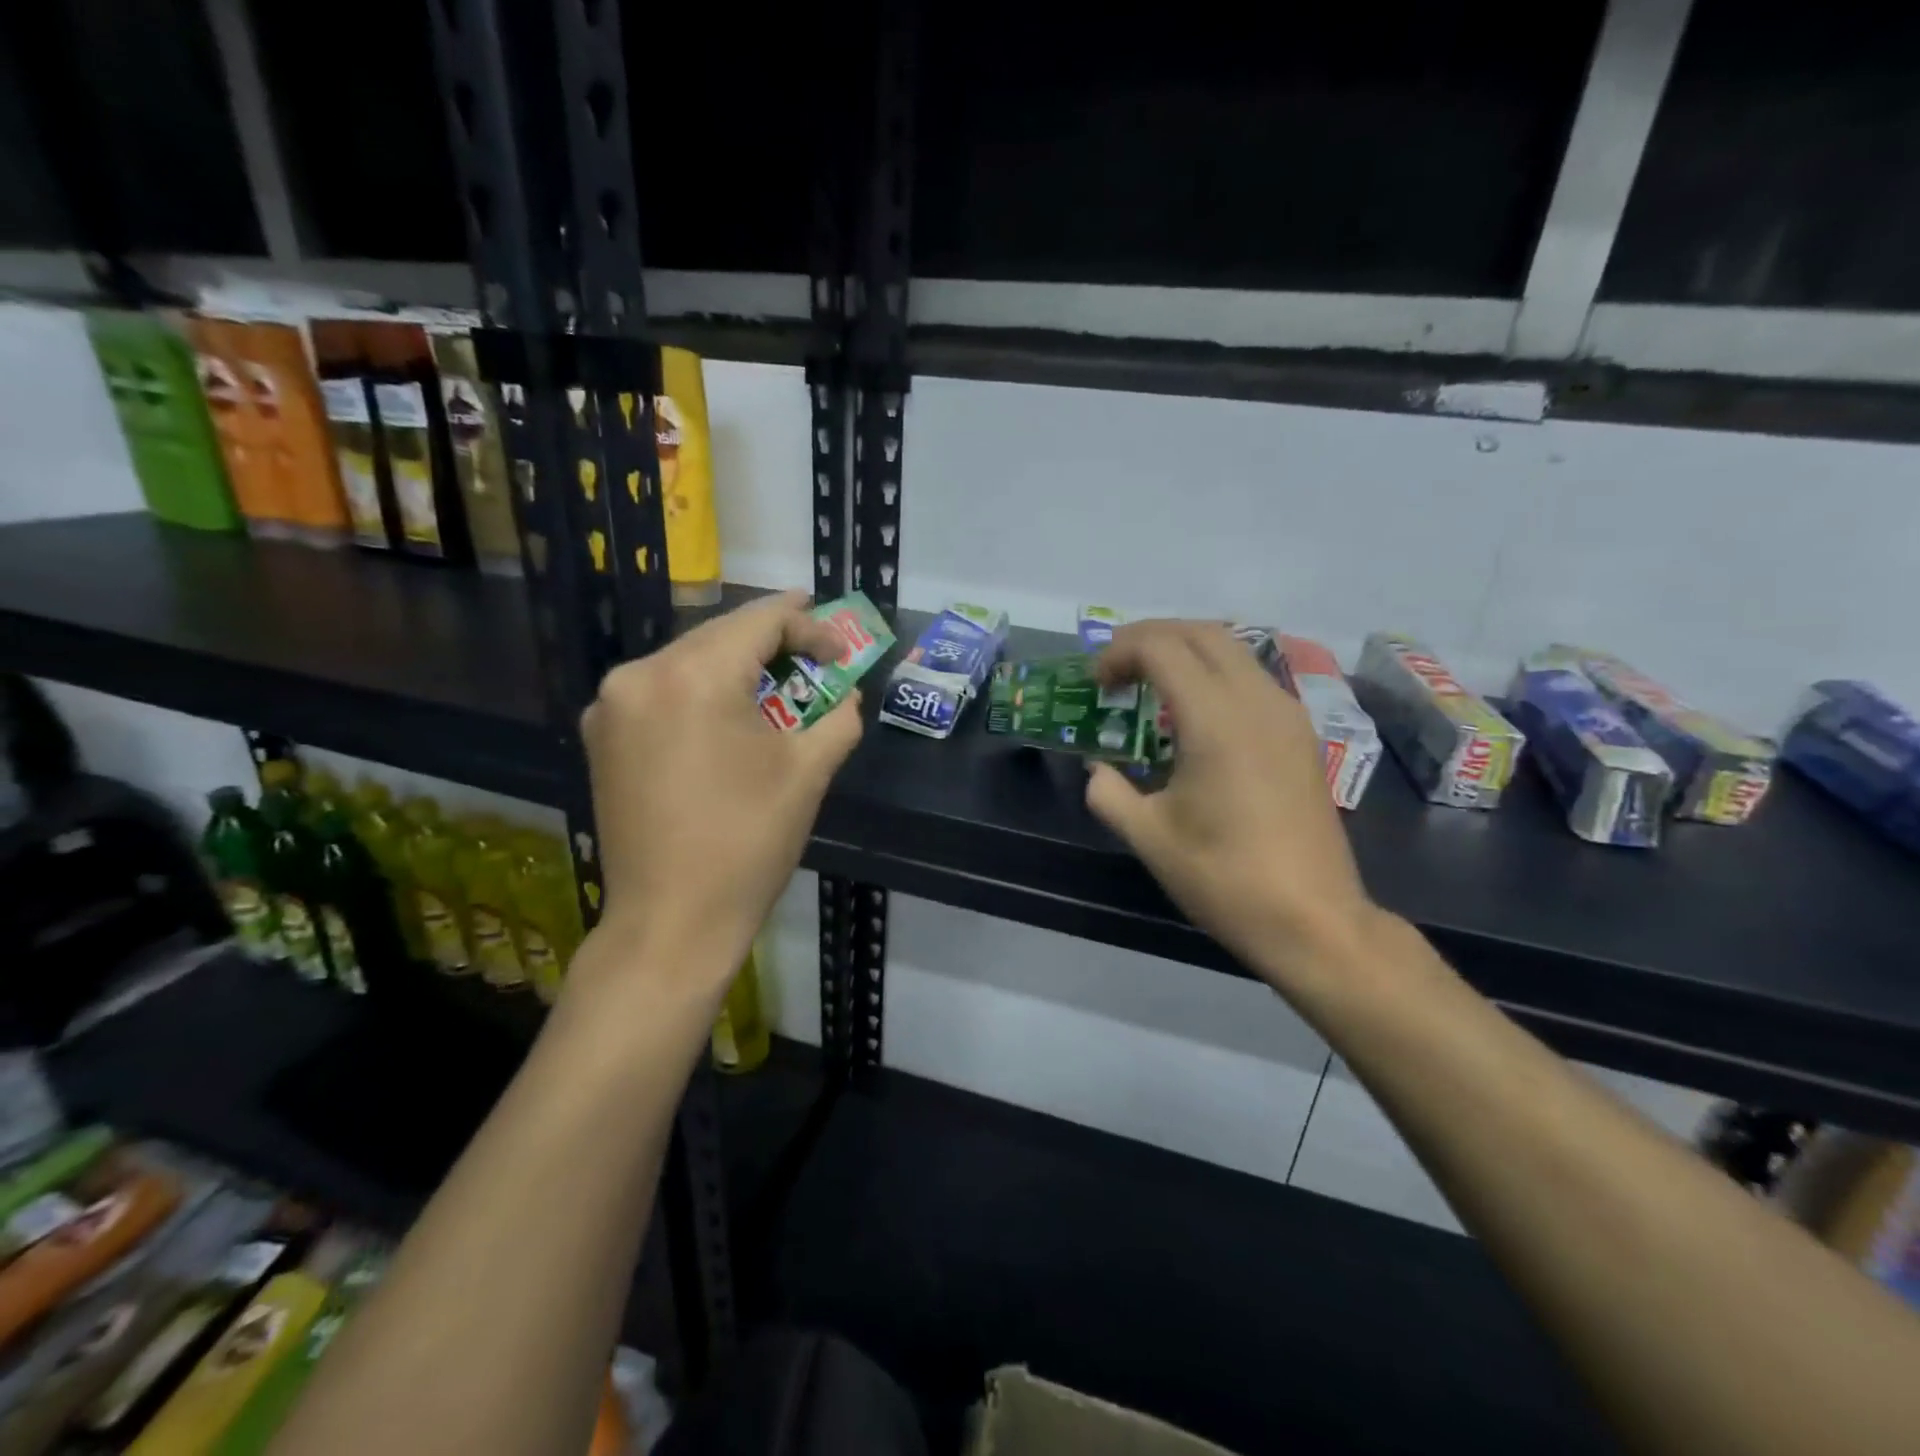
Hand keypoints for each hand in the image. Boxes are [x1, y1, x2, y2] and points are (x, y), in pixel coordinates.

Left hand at [576, 592, 862, 1005]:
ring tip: (778, 684)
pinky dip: (700, 692)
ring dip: (736, 666)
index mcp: (694, 676)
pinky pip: (661, 691)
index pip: (760, 620)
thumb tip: (846, 695)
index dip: (810, 625)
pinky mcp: (601, 736)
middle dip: (774, 642)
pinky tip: (727, 715)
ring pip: (687, 660)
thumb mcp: (808, 772)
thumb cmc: (748, 843)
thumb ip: (838, 717)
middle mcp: (640, 674)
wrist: (671, 921)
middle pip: (720, 635)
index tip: (842, 649)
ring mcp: (611, 705)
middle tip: (817, 655)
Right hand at [1087, 621, 1378, 998]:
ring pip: (1233, 651)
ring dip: (1185, 652)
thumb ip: (1109, 793)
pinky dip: (1214, 675)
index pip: (1162, 647)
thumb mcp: (1150, 837)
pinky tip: (1193, 715)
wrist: (1314, 920)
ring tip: (1149, 684)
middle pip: (1201, 632)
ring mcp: (1287, 715)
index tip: (1096, 683)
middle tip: (1117, 668)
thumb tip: (1097, 771)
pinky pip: (1252, 678)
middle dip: (1151, 637)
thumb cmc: (1225, 878)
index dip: (1119, 652)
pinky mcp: (1301, 735)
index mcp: (1216, 720)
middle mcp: (1257, 701)